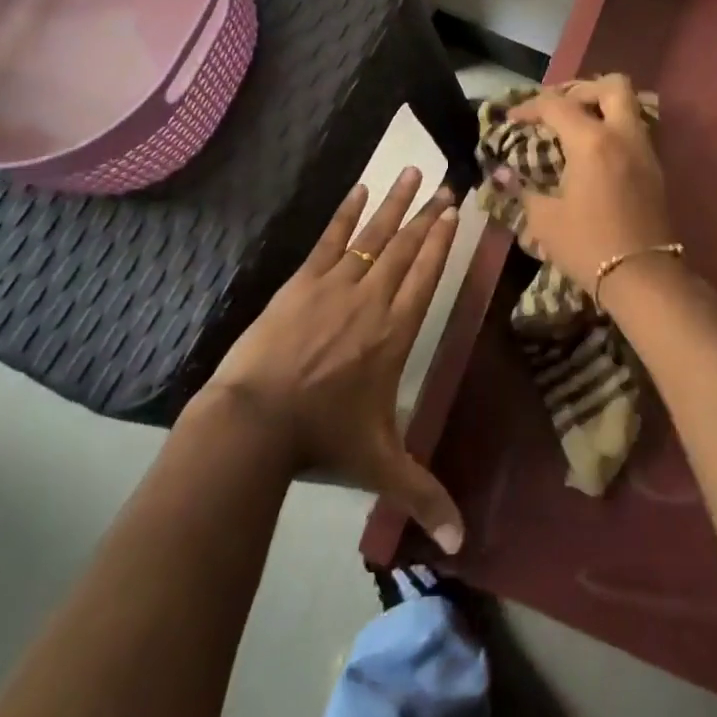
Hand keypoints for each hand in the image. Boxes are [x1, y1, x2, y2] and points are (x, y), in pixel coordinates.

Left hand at [204, 166, 465, 553]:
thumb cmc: (323, 437)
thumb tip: (459, 545)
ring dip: (394, 203)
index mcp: (396, 333)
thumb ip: (424, 495)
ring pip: (374, 235)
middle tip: (445, 185)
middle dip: (428, 215)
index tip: (453, 212)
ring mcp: (336, 284)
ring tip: (411, 171)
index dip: (441, 243)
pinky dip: (347, 213)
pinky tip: (359, 190)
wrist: (256, 419)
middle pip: (407, 248)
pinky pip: (330, 238)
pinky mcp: (303, 281)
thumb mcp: (381, 465)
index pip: (426, 276)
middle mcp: (373, 299)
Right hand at [494, 75, 677, 299]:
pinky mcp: (655, 169)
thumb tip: (502, 173)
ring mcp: (644, 151)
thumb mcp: (544, 219)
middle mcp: (623, 135)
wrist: (642, 278)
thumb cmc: (588, 245)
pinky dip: (612, 129)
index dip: (529, 107)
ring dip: (601, 107)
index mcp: (592, 141)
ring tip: (574, 129)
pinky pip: (634, 131)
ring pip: (628, 107)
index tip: (512, 118)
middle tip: (558, 109)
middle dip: (581, 89)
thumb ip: (523, 188)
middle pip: (611, 86)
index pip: (557, 104)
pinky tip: (593, 154)